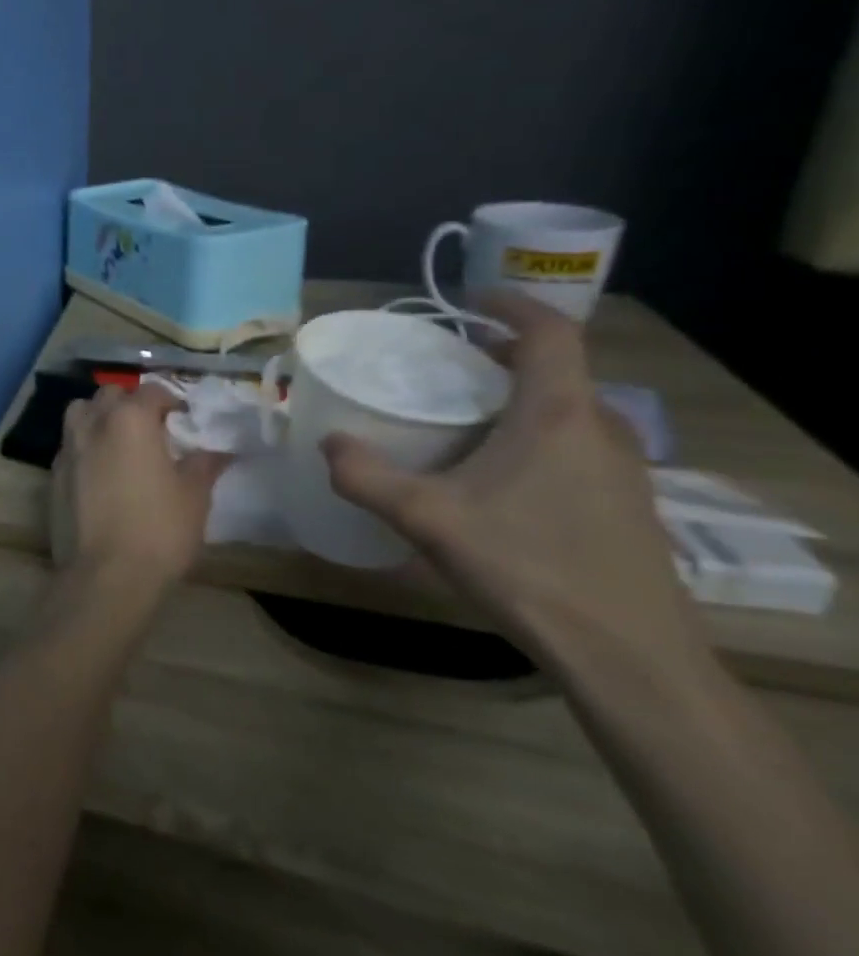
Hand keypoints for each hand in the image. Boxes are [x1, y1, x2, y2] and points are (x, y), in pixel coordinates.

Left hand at [51, 382, 230, 602]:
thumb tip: (217, 450)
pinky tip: (100, 471)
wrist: (106, 574)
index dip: (170, 400)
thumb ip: (203, 464)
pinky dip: (84, 446)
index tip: (184, 419)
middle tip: (151, 428)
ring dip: (99, 417)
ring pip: (80, 413)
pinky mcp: (53, 474)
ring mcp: (68, 448)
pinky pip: (69, 445)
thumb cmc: (158, 529)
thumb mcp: (194, 496)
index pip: (151, 391)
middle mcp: (93, 423)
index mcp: (130, 419)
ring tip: (120, 442)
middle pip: (109, 395)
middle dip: (130, 403)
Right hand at [321, 292, 707, 672]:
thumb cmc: (527, 565)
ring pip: (570, 410)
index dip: (512, 306)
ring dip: (520, 397)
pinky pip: (578, 444)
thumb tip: (327, 444)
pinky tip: (497, 474)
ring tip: (465, 415)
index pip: (551, 333)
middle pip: (557, 370)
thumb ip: (365, 476)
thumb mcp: (426, 518)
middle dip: (503, 355)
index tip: (468, 301)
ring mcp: (622, 469)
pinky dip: (536, 433)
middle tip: (447, 364)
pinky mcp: (625, 504)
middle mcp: (601, 429)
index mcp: (559, 414)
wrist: (627, 654)